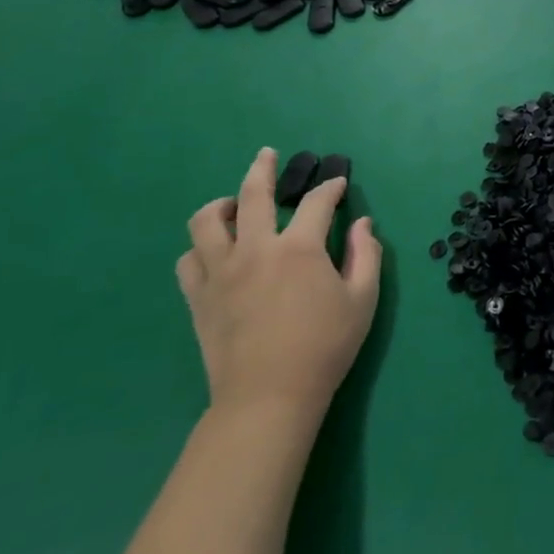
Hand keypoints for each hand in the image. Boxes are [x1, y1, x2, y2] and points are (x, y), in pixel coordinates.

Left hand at [177, 148, 382, 424]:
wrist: (268, 398)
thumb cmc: (324, 347)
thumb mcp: (363, 299)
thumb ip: (366, 255)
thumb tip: (363, 224)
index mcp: (299, 248)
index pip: (317, 202)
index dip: (331, 188)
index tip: (338, 185)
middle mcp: (256, 249)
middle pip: (252, 194)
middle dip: (263, 168)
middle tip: (267, 155)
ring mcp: (221, 273)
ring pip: (206, 222)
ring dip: (221, 204)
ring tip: (232, 205)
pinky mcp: (199, 298)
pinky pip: (188, 260)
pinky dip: (200, 248)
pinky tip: (215, 252)